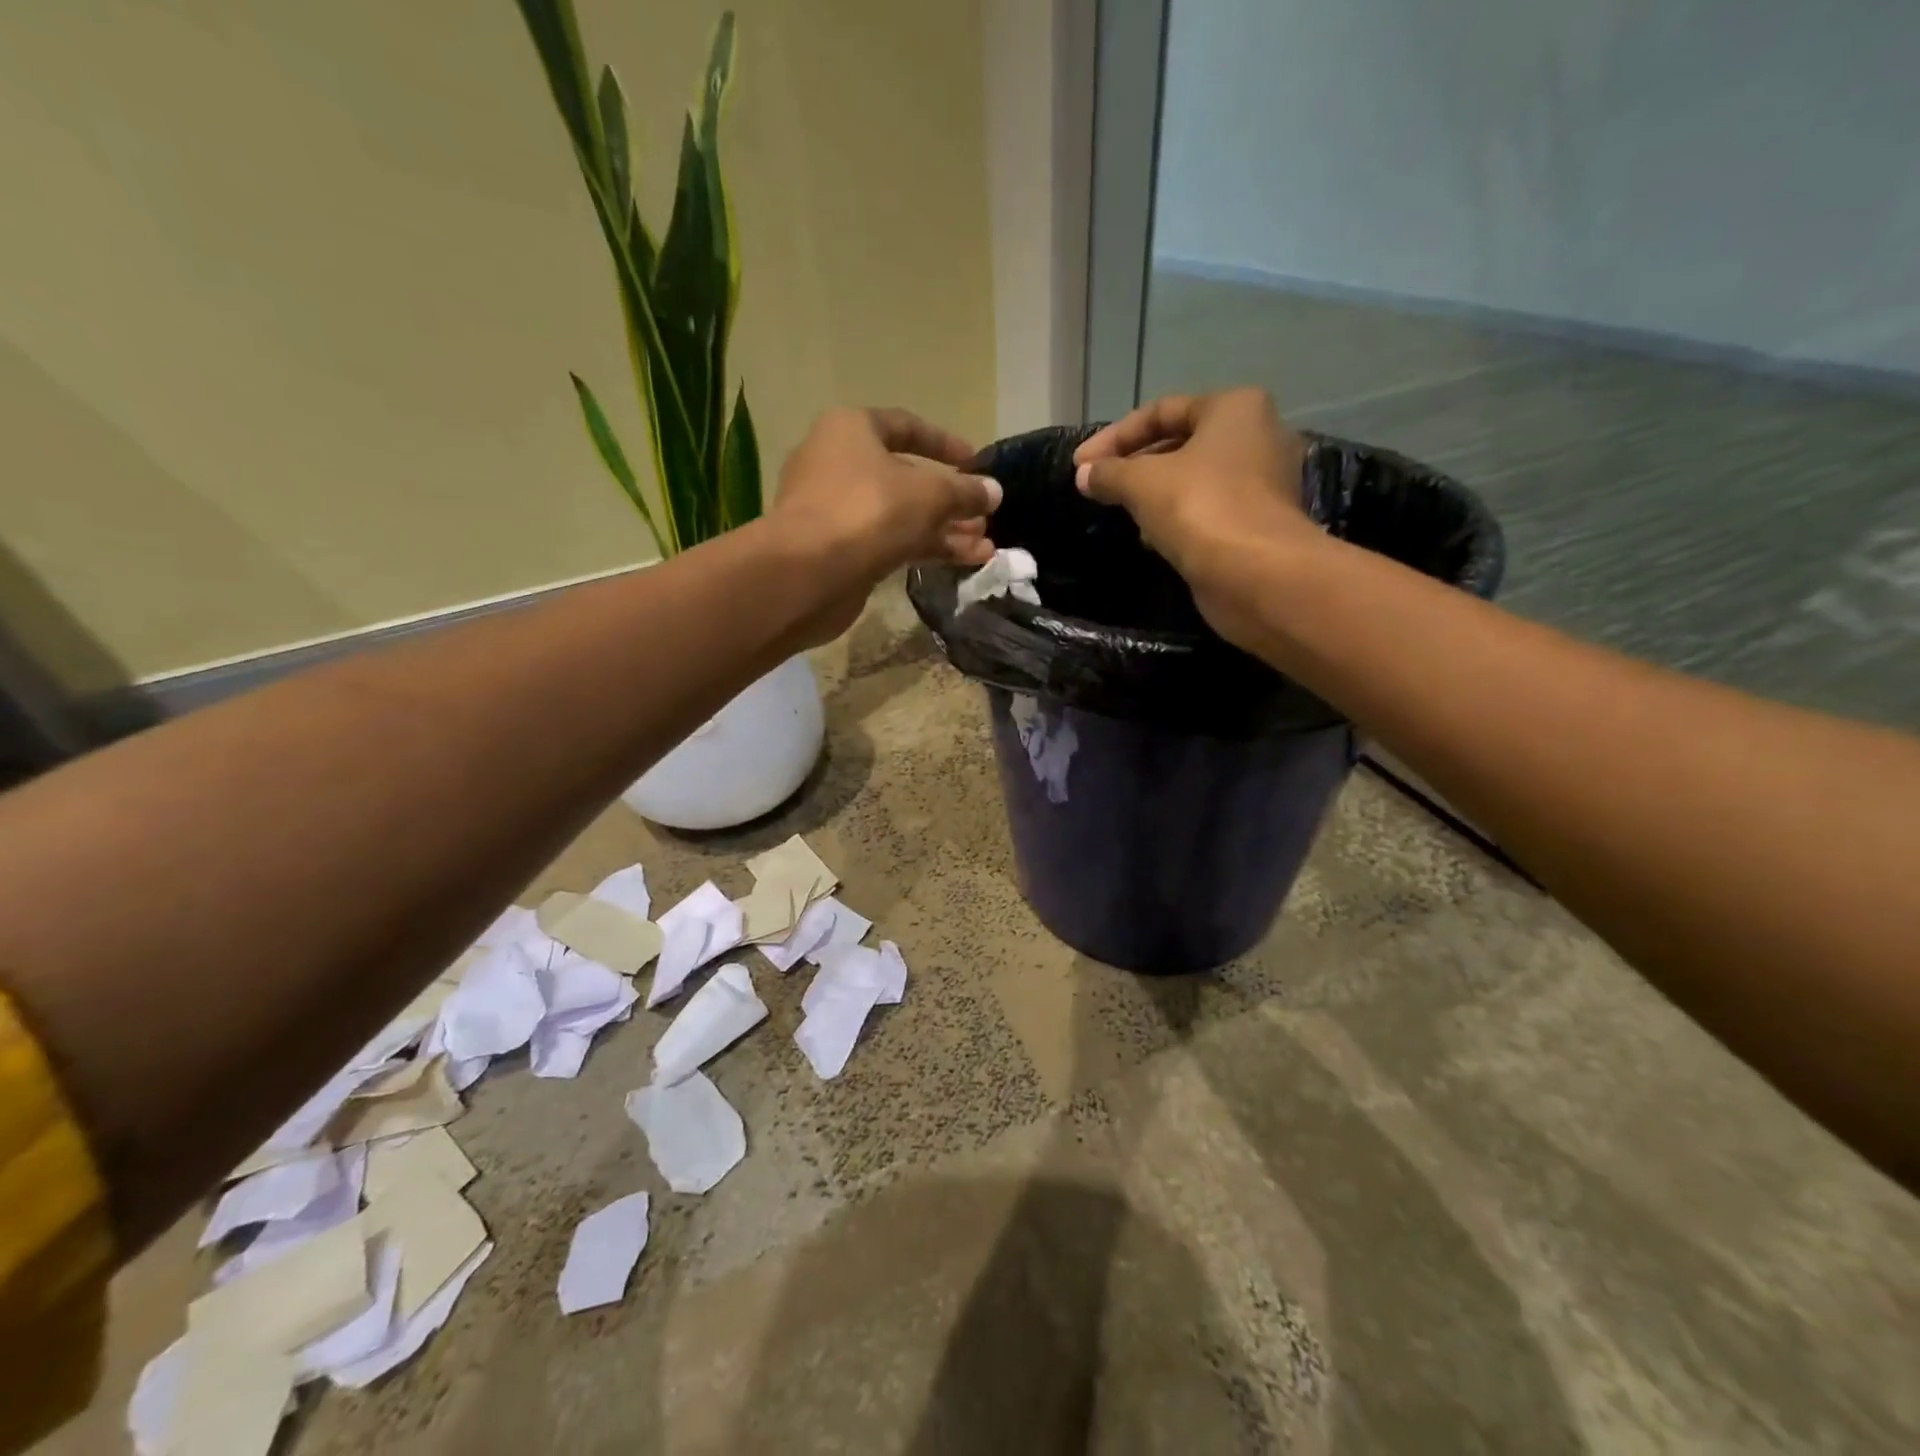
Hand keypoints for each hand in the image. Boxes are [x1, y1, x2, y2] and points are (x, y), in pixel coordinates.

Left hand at [770, 406, 1001, 642]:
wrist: (807, 573)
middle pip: (904, 477)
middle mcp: (838, 463)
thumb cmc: (868, 511)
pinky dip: (924, 549)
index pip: (906, 426)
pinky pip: (890, 542)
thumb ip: (964, 492)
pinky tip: (962, 562)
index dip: (945, 443)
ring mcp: (835, 510)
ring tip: (984, 547)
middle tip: (984, 516)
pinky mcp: (839, 551)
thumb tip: (993, 491)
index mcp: (851, 430)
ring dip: (943, 530)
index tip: (976, 461)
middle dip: (949, 499)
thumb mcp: (928, 495)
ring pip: (900, 515)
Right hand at [1072, 388, 1318, 645]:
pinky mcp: (1259, 522)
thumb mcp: (1142, 483)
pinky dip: (1178, 518)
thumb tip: (1084, 475)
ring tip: (1121, 513)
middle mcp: (1257, 436)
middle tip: (1100, 487)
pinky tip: (1152, 539)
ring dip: (1155, 494)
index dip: (1114, 436)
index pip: (1162, 410)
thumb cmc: (1200, 508)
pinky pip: (1208, 510)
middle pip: (1181, 443)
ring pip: (1194, 479)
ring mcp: (1263, 482)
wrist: (1256, 574)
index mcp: (1234, 408)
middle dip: (1136, 465)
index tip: (1080, 465)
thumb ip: (1109, 473)